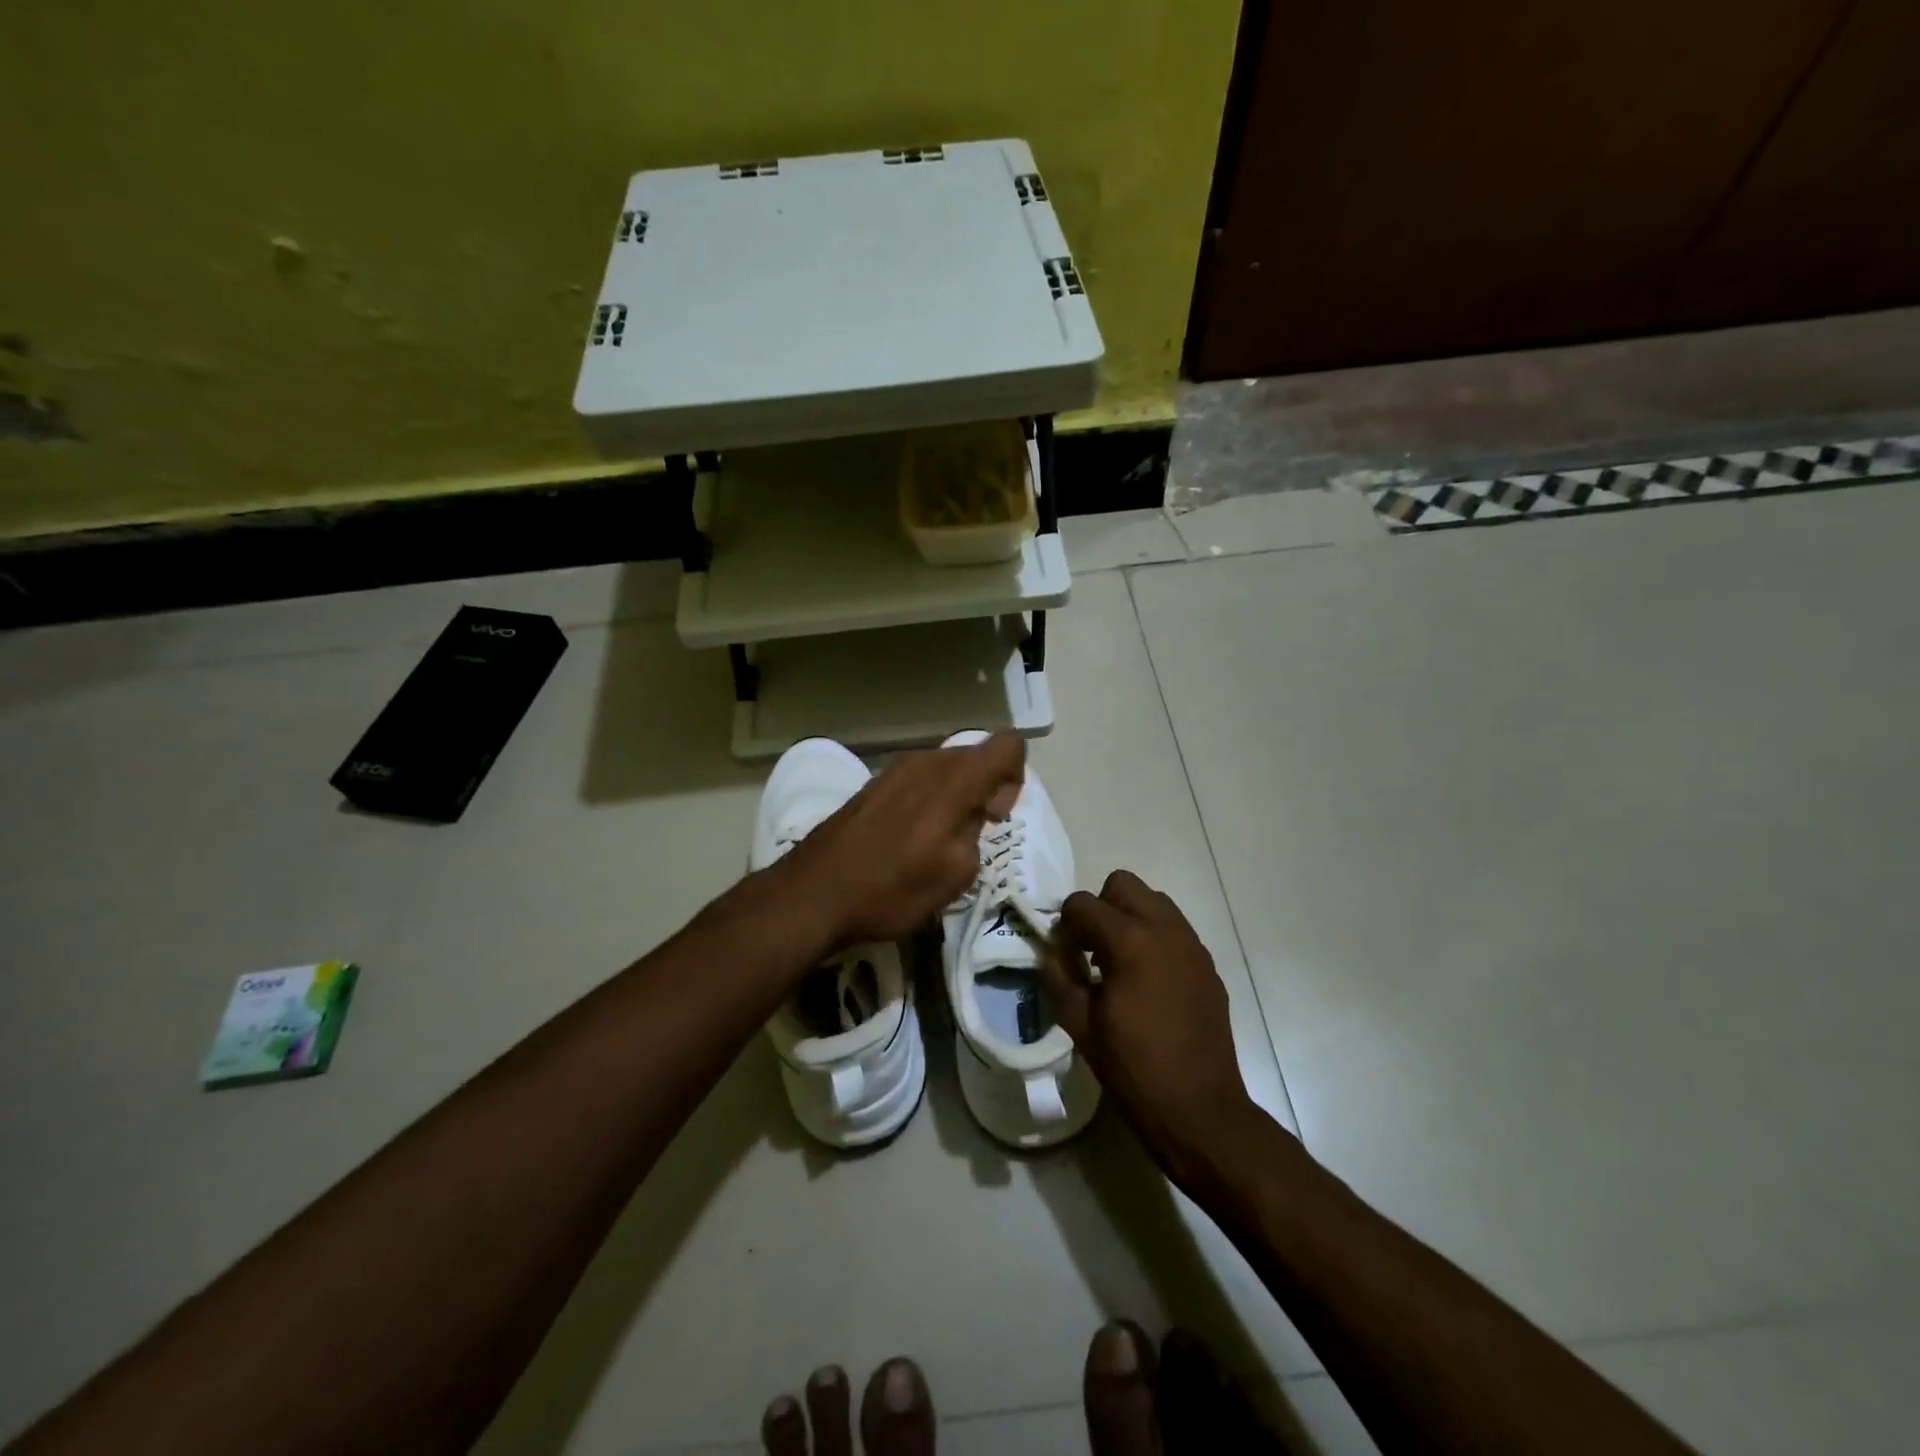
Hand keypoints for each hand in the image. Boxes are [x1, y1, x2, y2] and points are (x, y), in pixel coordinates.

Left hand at [778, 734, 1025, 945]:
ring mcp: (895, 768)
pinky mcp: (874, 783)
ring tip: (940, 839)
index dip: (1015, 776)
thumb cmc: (891, 889)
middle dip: (986, 787)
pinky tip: (911, 837)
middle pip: (976, 755)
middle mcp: (926, 761)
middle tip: (973, 833)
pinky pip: (920, 778)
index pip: (1007, 746)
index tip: (996, 814)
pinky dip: (929, 799)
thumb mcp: (956, 874)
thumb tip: (976, 812)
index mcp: (953, 779)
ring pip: (946, 767)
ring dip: (956, 795)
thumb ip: (978, 831)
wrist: (813, 893)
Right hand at [1041, 871, 1264, 1184]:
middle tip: (1092, 950)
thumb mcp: (1080, 1025)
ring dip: (1130, 919)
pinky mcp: (1207, 965)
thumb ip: (1059, 978)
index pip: (1083, 903)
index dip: (1066, 926)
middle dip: (1100, 909)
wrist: (1200, 1110)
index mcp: (1130, 941)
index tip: (1065, 958)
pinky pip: (1174, 930)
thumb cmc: (1133, 1069)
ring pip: (1154, 901)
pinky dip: (1154, 939)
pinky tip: (1147, 983)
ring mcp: (1192, 945)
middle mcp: (1165, 930)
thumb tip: (1049, 953)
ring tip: (1120, 965)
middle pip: (1123, 884)